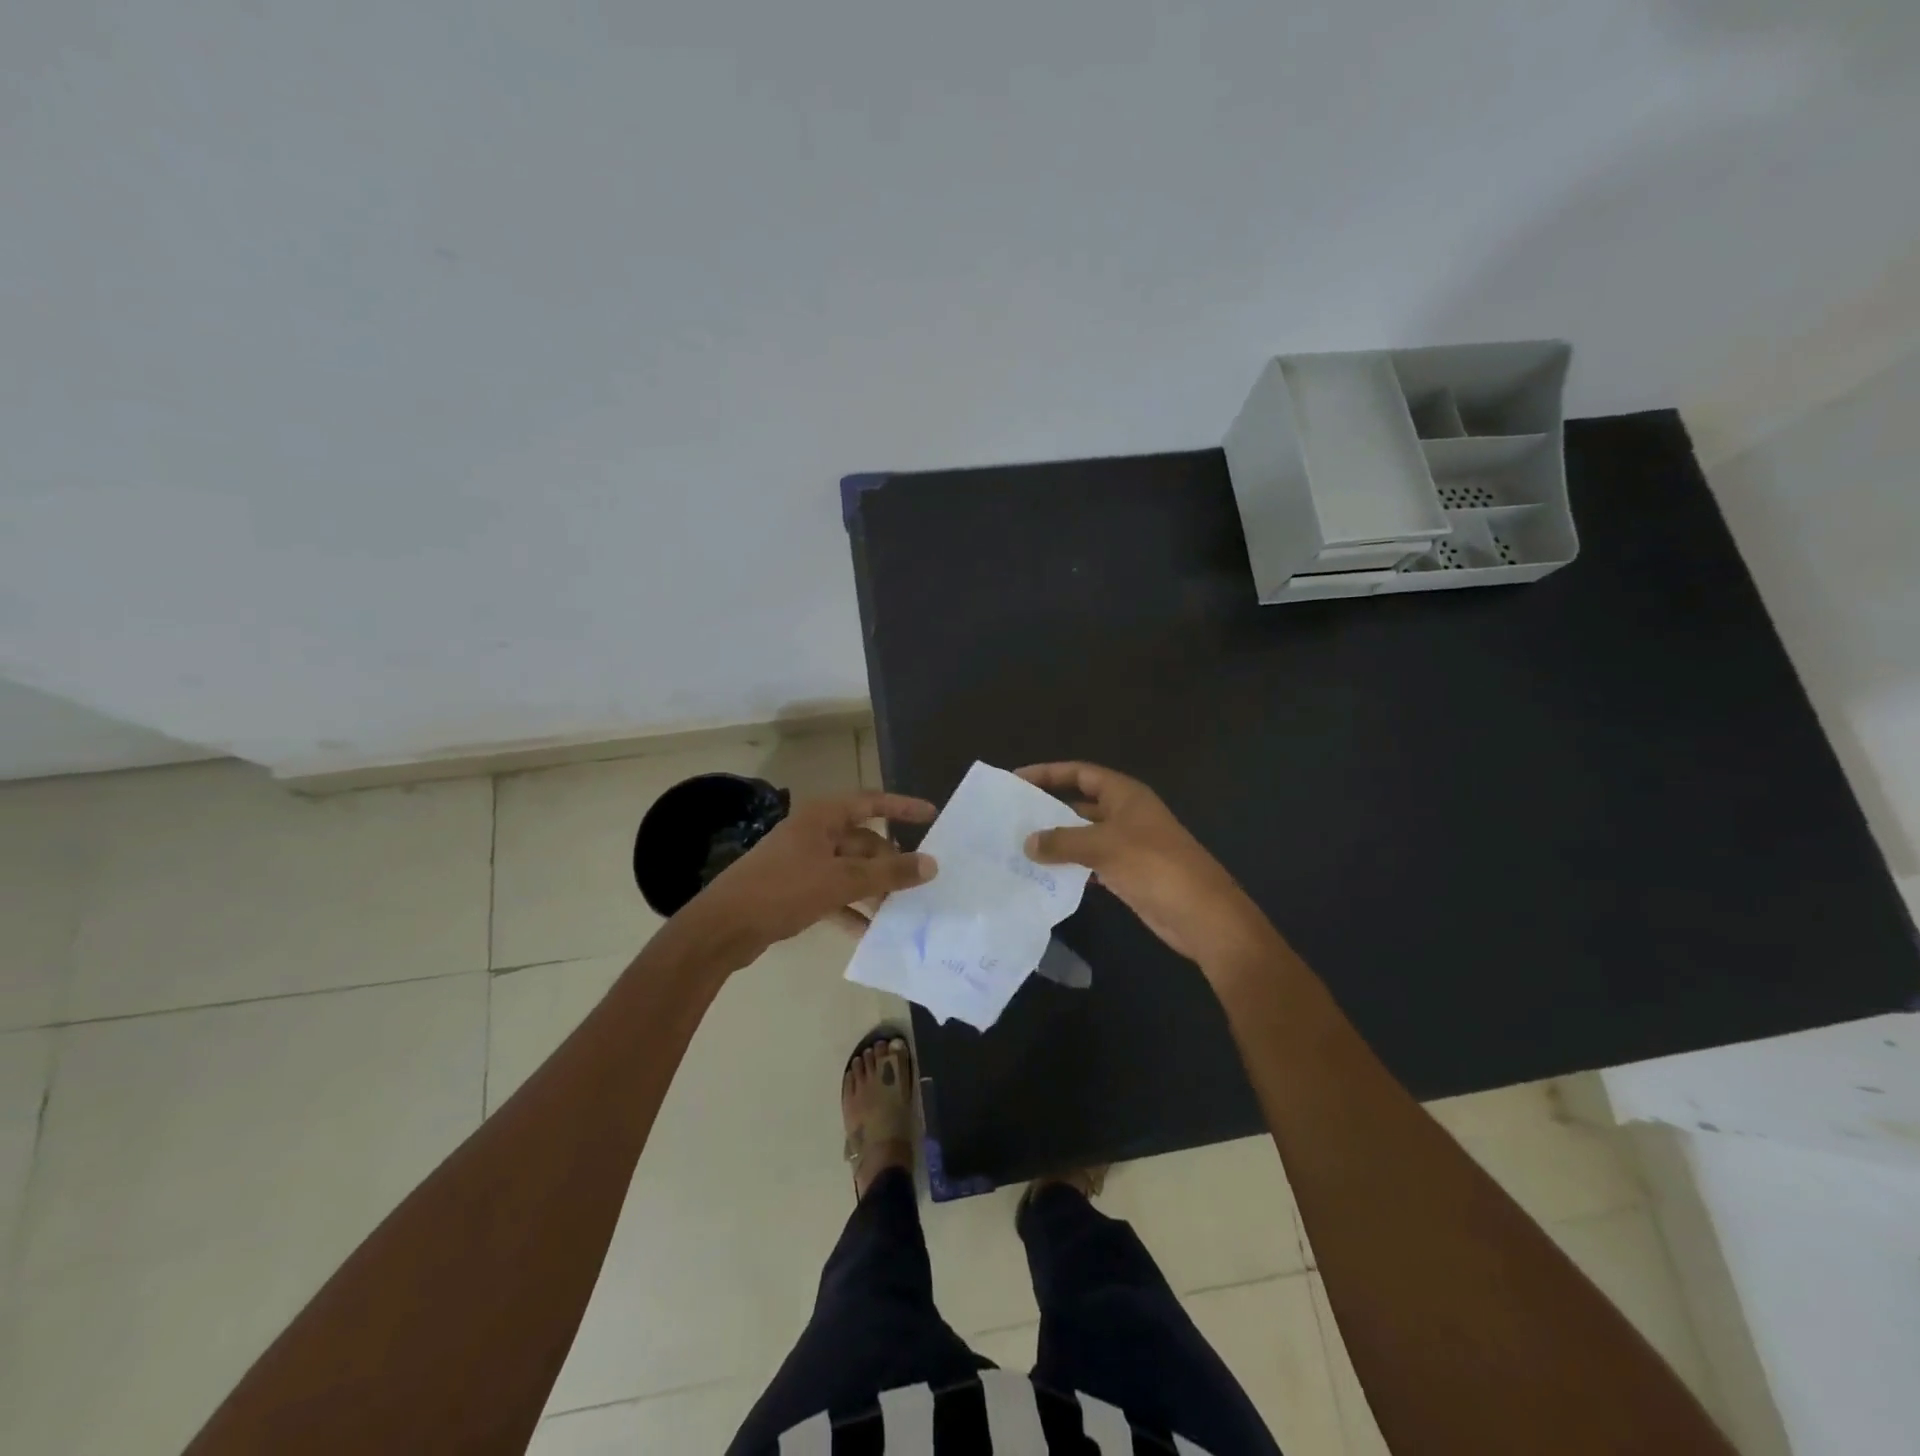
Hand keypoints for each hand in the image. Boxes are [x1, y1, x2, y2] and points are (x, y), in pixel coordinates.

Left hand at [678, 791, 937, 963]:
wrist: (723, 928)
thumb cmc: (782, 890)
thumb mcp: (840, 881)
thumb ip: (887, 873)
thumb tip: (932, 864)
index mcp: (823, 817)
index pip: (872, 803)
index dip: (903, 807)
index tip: (932, 815)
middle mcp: (814, 833)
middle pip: (864, 842)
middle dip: (890, 863)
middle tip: (919, 884)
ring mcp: (803, 861)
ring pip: (850, 870)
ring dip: (873, 888)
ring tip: (901, 909)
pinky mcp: (794, 889)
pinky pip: (833, 893)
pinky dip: (851, 908)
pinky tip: (869, 931)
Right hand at [1018, 762, 1276, 972]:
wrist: (1202, 915)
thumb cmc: (1155, 866)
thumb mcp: (1104, 847)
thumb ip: (1063, 841)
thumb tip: (1028, 842)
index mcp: (1125, 795)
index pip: (1080, 773)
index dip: (1048, 773)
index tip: (1016, 779)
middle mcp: (1125, 814)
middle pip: (1079, 803)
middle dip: (1047, 809)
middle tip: (1008, 817)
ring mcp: (1127, 845)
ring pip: (1082, 836)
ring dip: (1055, 841)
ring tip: (1017, 846)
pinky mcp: (1127, 874)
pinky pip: (1089, 863)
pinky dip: (1069, 866)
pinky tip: (1042, 875)